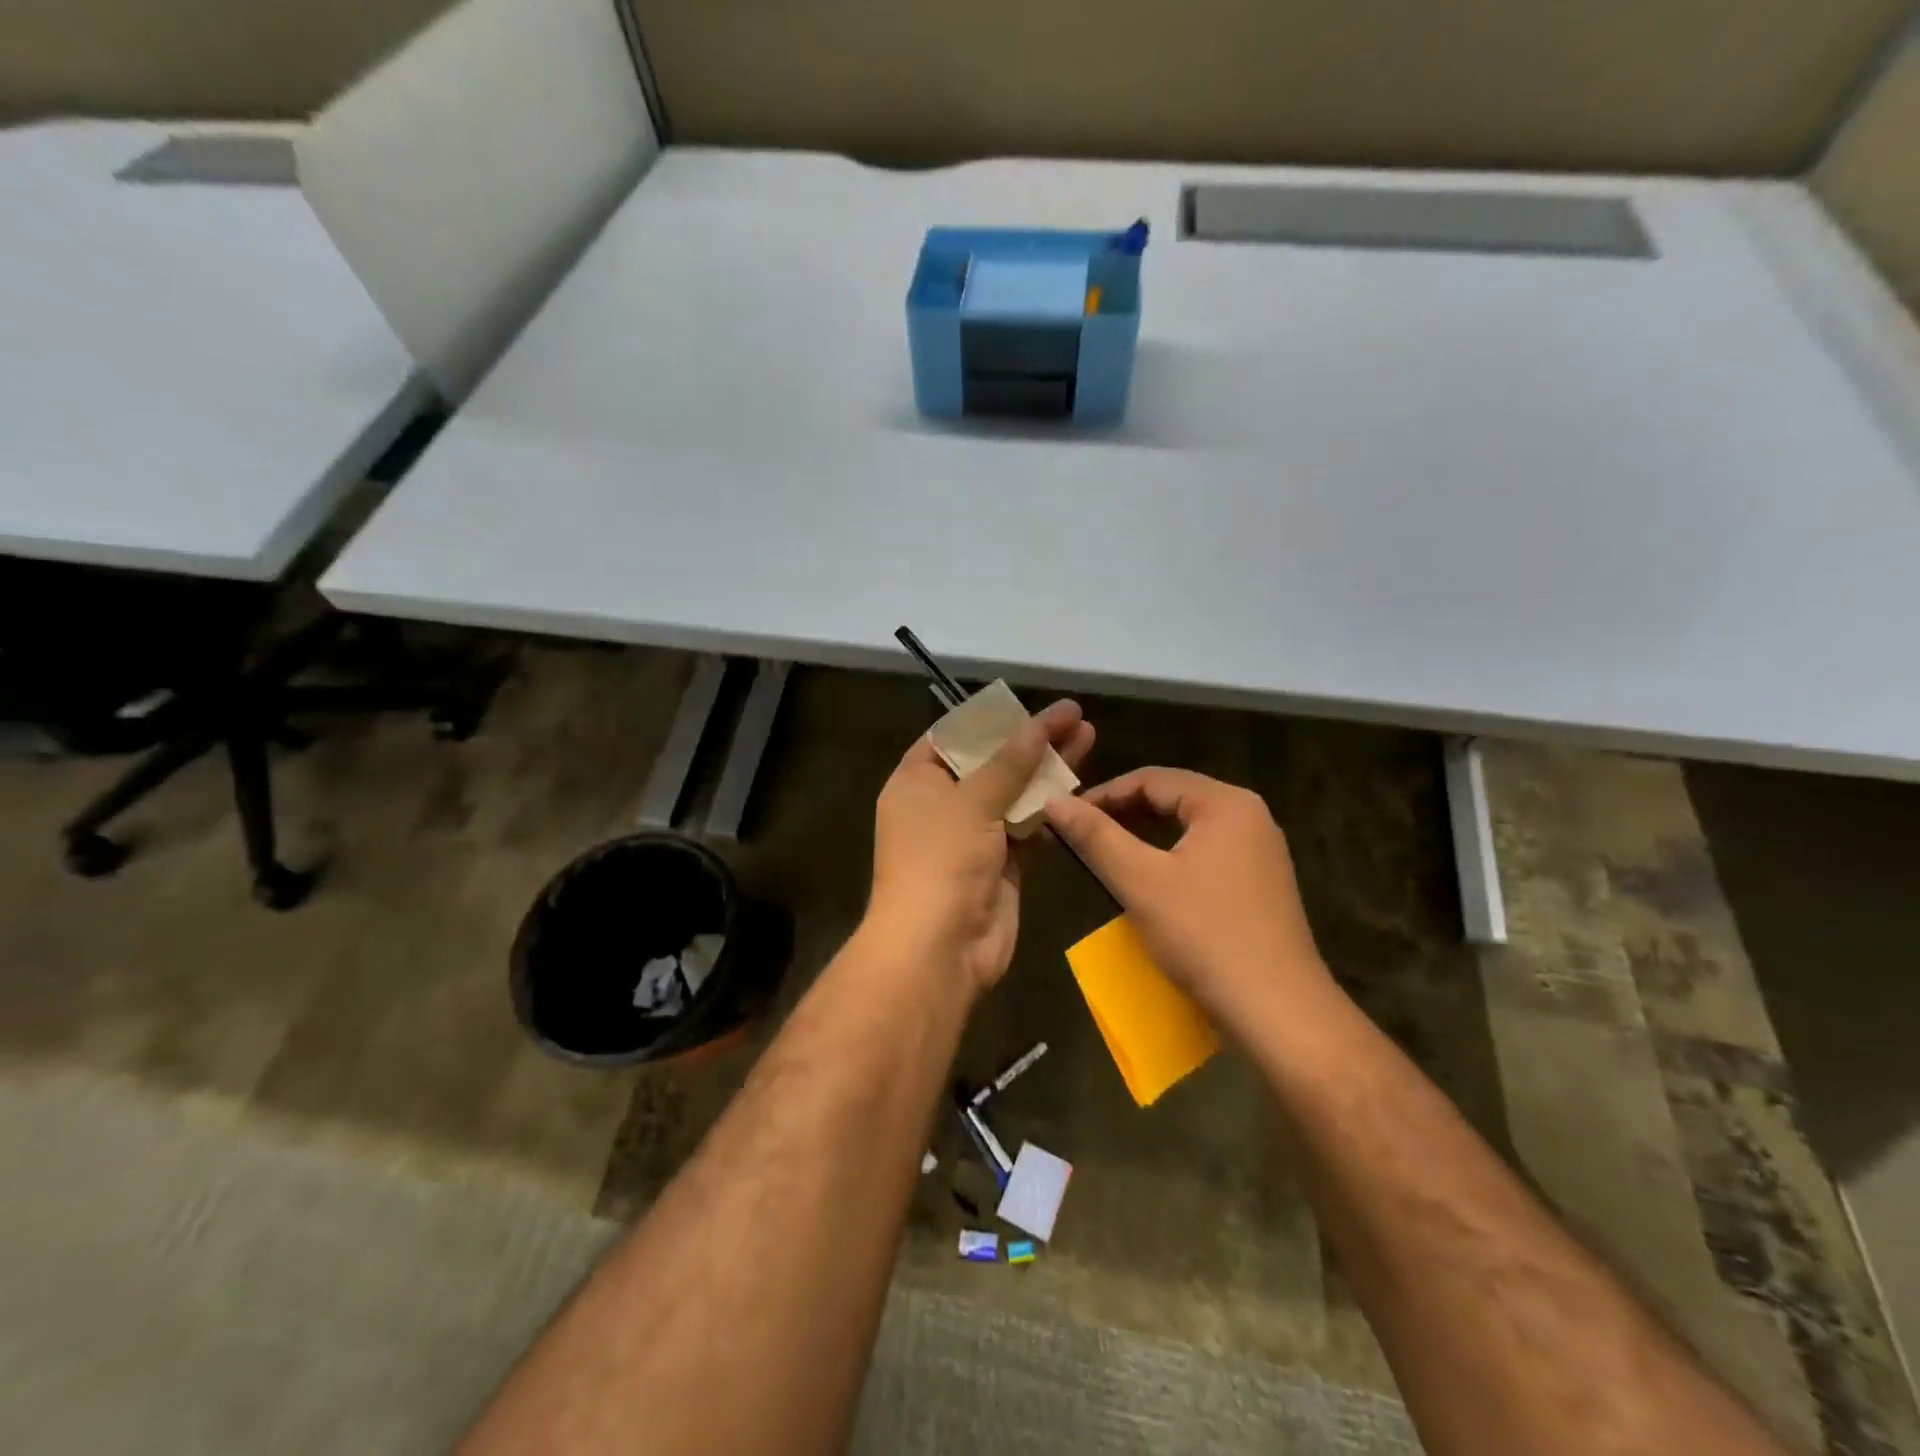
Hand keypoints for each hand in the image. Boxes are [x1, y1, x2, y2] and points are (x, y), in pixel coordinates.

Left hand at [867, 700, 1094, 994]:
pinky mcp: (1001, 864)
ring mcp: (972, 836)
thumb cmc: (940, 861)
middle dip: (1030, 741)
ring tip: (1087, 738)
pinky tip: (1081, 787)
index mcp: (916, 782)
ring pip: (1014, 794)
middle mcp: (942, 805)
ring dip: (1047, 771)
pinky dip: (1051, 810)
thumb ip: (1009, 762)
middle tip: (1073, 717)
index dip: (989, 719)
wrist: (939, 949)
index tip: (1027, 704)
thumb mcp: (971, 801)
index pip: (952, 737)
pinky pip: (1028, 828)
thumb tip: (1038, 723)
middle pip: (990, 763)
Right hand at [1044, 768, 1333, 1033]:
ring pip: (1189, 827)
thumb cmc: (1205, 937)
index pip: (1153, 779)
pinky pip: (1206, 853)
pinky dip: (1170, 857)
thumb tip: (1053, 801)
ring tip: (1105, 852)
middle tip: (1081, 832)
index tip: (1066, 815)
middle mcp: (1250, 816)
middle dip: (1124, 812)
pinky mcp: (1260, 884)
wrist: (1278, 1012)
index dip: (1104, 793)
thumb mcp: (1140, 882)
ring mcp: (1260, 851)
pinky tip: (1148, 880)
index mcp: (1226, 804)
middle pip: (1173, 798)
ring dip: (1145, 835)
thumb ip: (1096, 836)